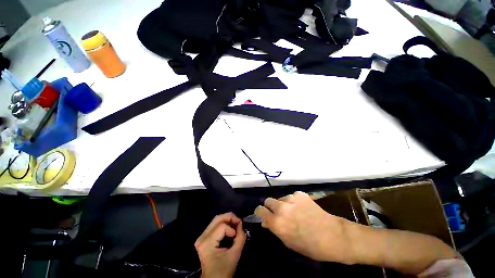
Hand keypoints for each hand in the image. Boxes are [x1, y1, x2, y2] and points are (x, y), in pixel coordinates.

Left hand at [195, 212, 245, 277]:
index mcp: (207, 243)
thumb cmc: (223, 270)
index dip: (232, 228)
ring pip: (216, 219)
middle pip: (217, 218)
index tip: (239, 234)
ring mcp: (202, 236)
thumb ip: (240, 238)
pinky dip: (224, 223)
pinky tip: (230, 227)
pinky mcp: (204, 237)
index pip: (222, 226)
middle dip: (230, 217)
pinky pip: (215, 224)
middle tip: (239, 222)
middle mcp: (202, 237)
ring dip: (227, 219)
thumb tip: (241, 224)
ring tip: (235, 224)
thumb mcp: (234, 255)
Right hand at [255, 191, 355, 263]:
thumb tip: (265, 221)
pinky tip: (303, 209)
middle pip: (268, 201)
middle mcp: (281, 208)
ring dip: (284, 204)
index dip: (261, 212)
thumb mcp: (288, 242)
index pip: (260, 210)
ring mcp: (291, 199)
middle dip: (271, 207)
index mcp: (277, 222)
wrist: (333, 236)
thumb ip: (275, 229)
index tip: (263, 214)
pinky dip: (294, 202)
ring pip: (281, 198)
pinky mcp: (300, 194)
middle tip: (278, 213)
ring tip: (294, 212)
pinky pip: (291, 197)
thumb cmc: (310, 246)